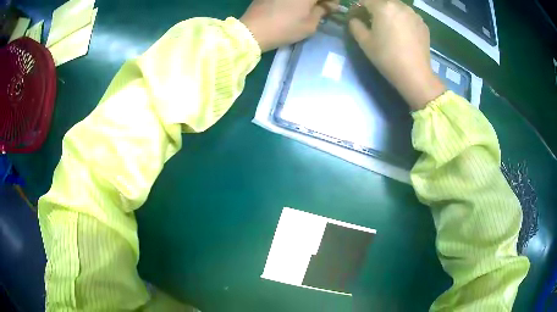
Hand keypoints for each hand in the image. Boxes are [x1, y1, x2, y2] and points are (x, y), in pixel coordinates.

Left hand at [241, 0, 338, 51]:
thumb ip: (322, 11)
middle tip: (322, 7)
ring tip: (308, 8)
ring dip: (307, 1)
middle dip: (320, 0)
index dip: (333, 1)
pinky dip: (295, 0)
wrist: (252, 30)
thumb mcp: (310, 24)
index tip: (332, 7)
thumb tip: (328, 5)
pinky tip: (293, 5)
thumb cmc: (285, 28)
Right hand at [349, 0, 445, 109]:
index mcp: (383, 6)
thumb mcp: (364, 42)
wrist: (415, 74)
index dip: (359, 7)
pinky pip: (408, 15)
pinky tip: (403, 33)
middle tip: (374, 22)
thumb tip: (355, 19)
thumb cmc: (387, 57)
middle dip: (375, 8)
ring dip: (390, 12)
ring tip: (390, 27)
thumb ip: (355, 25)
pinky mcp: (423, 24)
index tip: (358, 17)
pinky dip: (402, 19)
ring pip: (396, 6)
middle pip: (382, 1)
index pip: (365, 0)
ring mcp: (414, 14)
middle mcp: (400, 5)